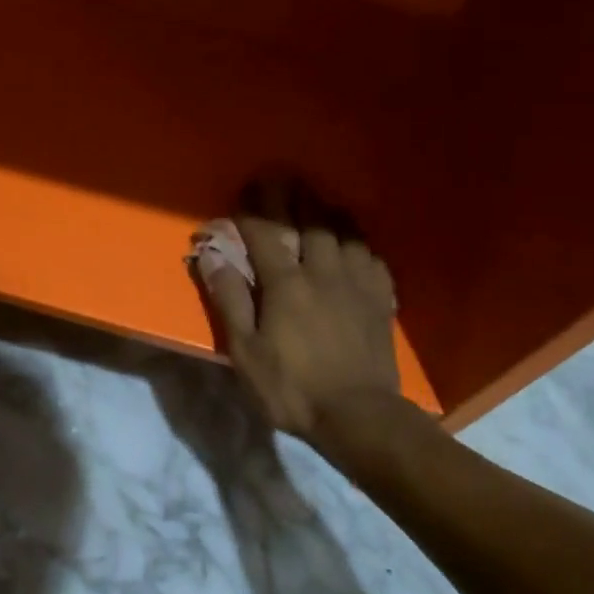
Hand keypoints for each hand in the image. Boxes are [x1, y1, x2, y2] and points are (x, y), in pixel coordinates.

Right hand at [194, 198, 400, 444]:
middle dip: (294, 197)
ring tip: (322, 203)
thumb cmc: (293, 388)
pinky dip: (360, 245)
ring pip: (346, 234)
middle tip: (285, 178)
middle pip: (310, 222)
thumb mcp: (246, 352)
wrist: (359, 415)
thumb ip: (230, 301)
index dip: (253, 209)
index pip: (265, 234)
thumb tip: (211, 257)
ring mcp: (358, 284)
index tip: (246, 188)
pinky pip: (372, 258)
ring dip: (330, 214)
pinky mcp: (382, 300)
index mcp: (287, 284)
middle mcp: (323, 273)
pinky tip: (357, 248)